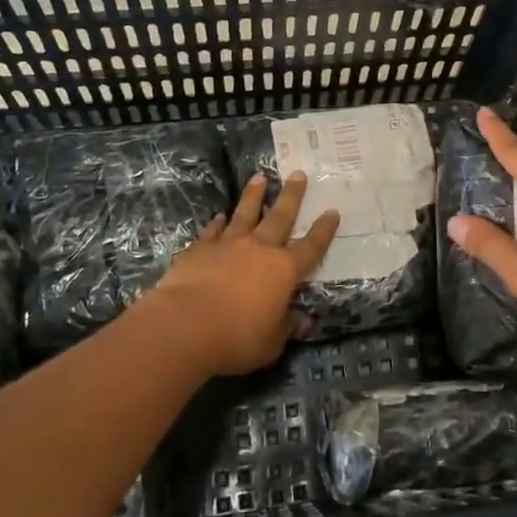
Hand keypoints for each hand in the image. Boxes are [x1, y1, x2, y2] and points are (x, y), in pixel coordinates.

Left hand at [150, 171, 339, 376]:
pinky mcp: (199, 249)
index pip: (311, 247)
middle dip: (292, 195)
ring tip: (260, 177)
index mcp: (284, 271)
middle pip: (280, 217)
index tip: (332, 211)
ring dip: (254, 196)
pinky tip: (220, 216)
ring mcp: (228, 245)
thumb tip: (305, 321)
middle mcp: (259, 249)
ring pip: (245, 214)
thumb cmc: (236, 338)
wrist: (184, 325)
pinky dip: (218, 223)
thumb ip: (287, 327)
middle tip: (298, 174)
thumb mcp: (270, 343)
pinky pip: (213, 231)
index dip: (323, 231)